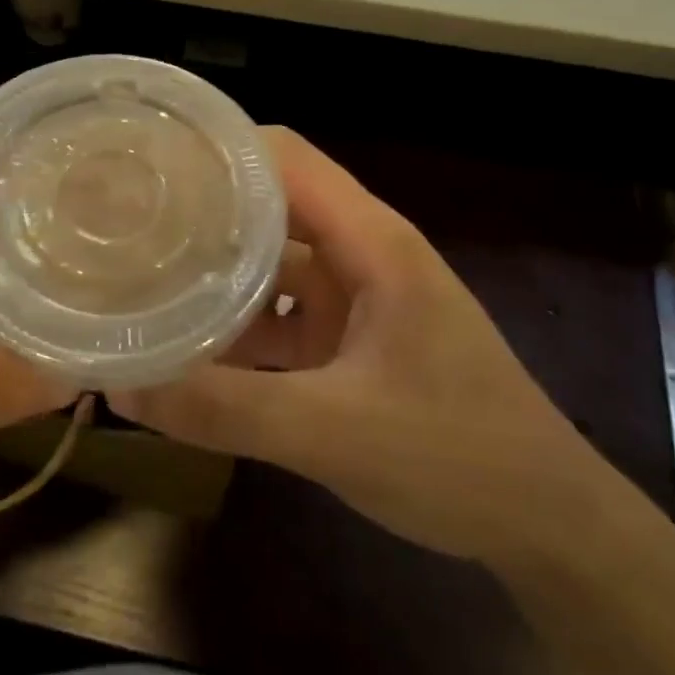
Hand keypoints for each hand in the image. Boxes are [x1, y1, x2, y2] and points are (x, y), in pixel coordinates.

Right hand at [109, 128, 609, 562]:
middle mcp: (362, 252)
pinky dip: (241, 324)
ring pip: (273, 261)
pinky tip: (192, 347)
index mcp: (370, 241)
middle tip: (129, 227)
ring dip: (217, 272)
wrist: (549, 524)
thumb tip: (125, 386)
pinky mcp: (354, 338)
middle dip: (204, 211)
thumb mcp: (333, 433)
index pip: (283, 158)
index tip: (151, 167)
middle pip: (270, 204)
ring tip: (144, 279)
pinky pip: (284, 313)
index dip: (218, 150)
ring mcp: (359, 296)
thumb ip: (226, 409)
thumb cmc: (457, 457)